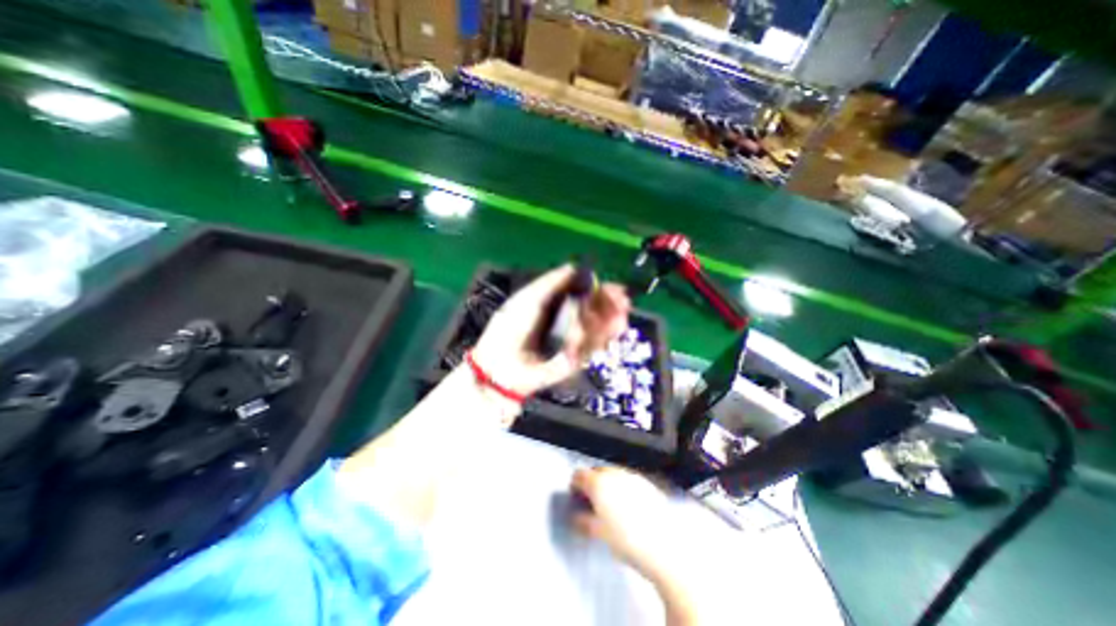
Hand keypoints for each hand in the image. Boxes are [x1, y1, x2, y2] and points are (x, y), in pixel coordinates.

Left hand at [468, 264, 627, 395]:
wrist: (503, 366)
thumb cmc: (511, 327)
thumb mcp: (528, 298)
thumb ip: (551, 282)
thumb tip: (574, 266)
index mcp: (557, 304)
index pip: (584, 294)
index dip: (600, 290)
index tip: (616, 288)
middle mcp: (568, 321)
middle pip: (595, 311)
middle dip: (611, 305)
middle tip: (623, 302)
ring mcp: (573, 340)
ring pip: (598, 328)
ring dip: (610, 320)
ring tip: (620, 315)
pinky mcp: (576, 359)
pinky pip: (593, 346)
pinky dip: (602, 337)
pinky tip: (613, 328)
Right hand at [571, 468, 675, 579]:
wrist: (663, 544)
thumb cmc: (625, 539)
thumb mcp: (597, 533)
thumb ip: (582, 520)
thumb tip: (576, 515)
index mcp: (598, 482)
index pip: (579, 475)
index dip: (575, 486)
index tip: (576, 500)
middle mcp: (613, 472)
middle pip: (596, 471)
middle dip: (591, 484)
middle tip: (593, 503)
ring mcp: (631, 475)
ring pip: (613, 474)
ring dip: (608, 485)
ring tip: (612, 506)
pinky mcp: (646, 482)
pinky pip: (627, 480)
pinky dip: (623, 488)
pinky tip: (629, 507)